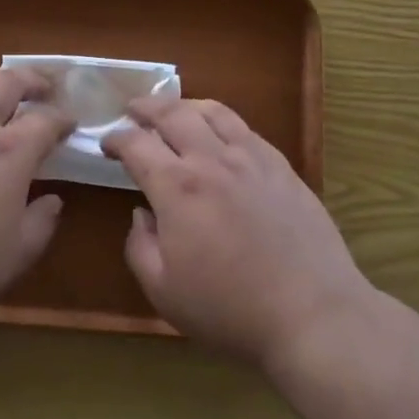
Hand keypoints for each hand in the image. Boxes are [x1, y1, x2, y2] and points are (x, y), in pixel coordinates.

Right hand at [103, 97, 370, 367]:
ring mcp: (252, 159)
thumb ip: (140, 246)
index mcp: (177, 187)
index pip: (136, 145)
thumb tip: (142, 213)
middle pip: (173, 114)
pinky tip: (221, 133)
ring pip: (213, 112)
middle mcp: (212, 160)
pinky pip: (246, 129)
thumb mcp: (164, 291)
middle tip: (133, 108)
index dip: (116, 139)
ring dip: (185, 105)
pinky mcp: (282, 167)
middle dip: (146, 107)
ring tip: (174, 110)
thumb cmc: (230, 309)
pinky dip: (222, 120)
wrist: (311, 313)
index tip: (107, 144)